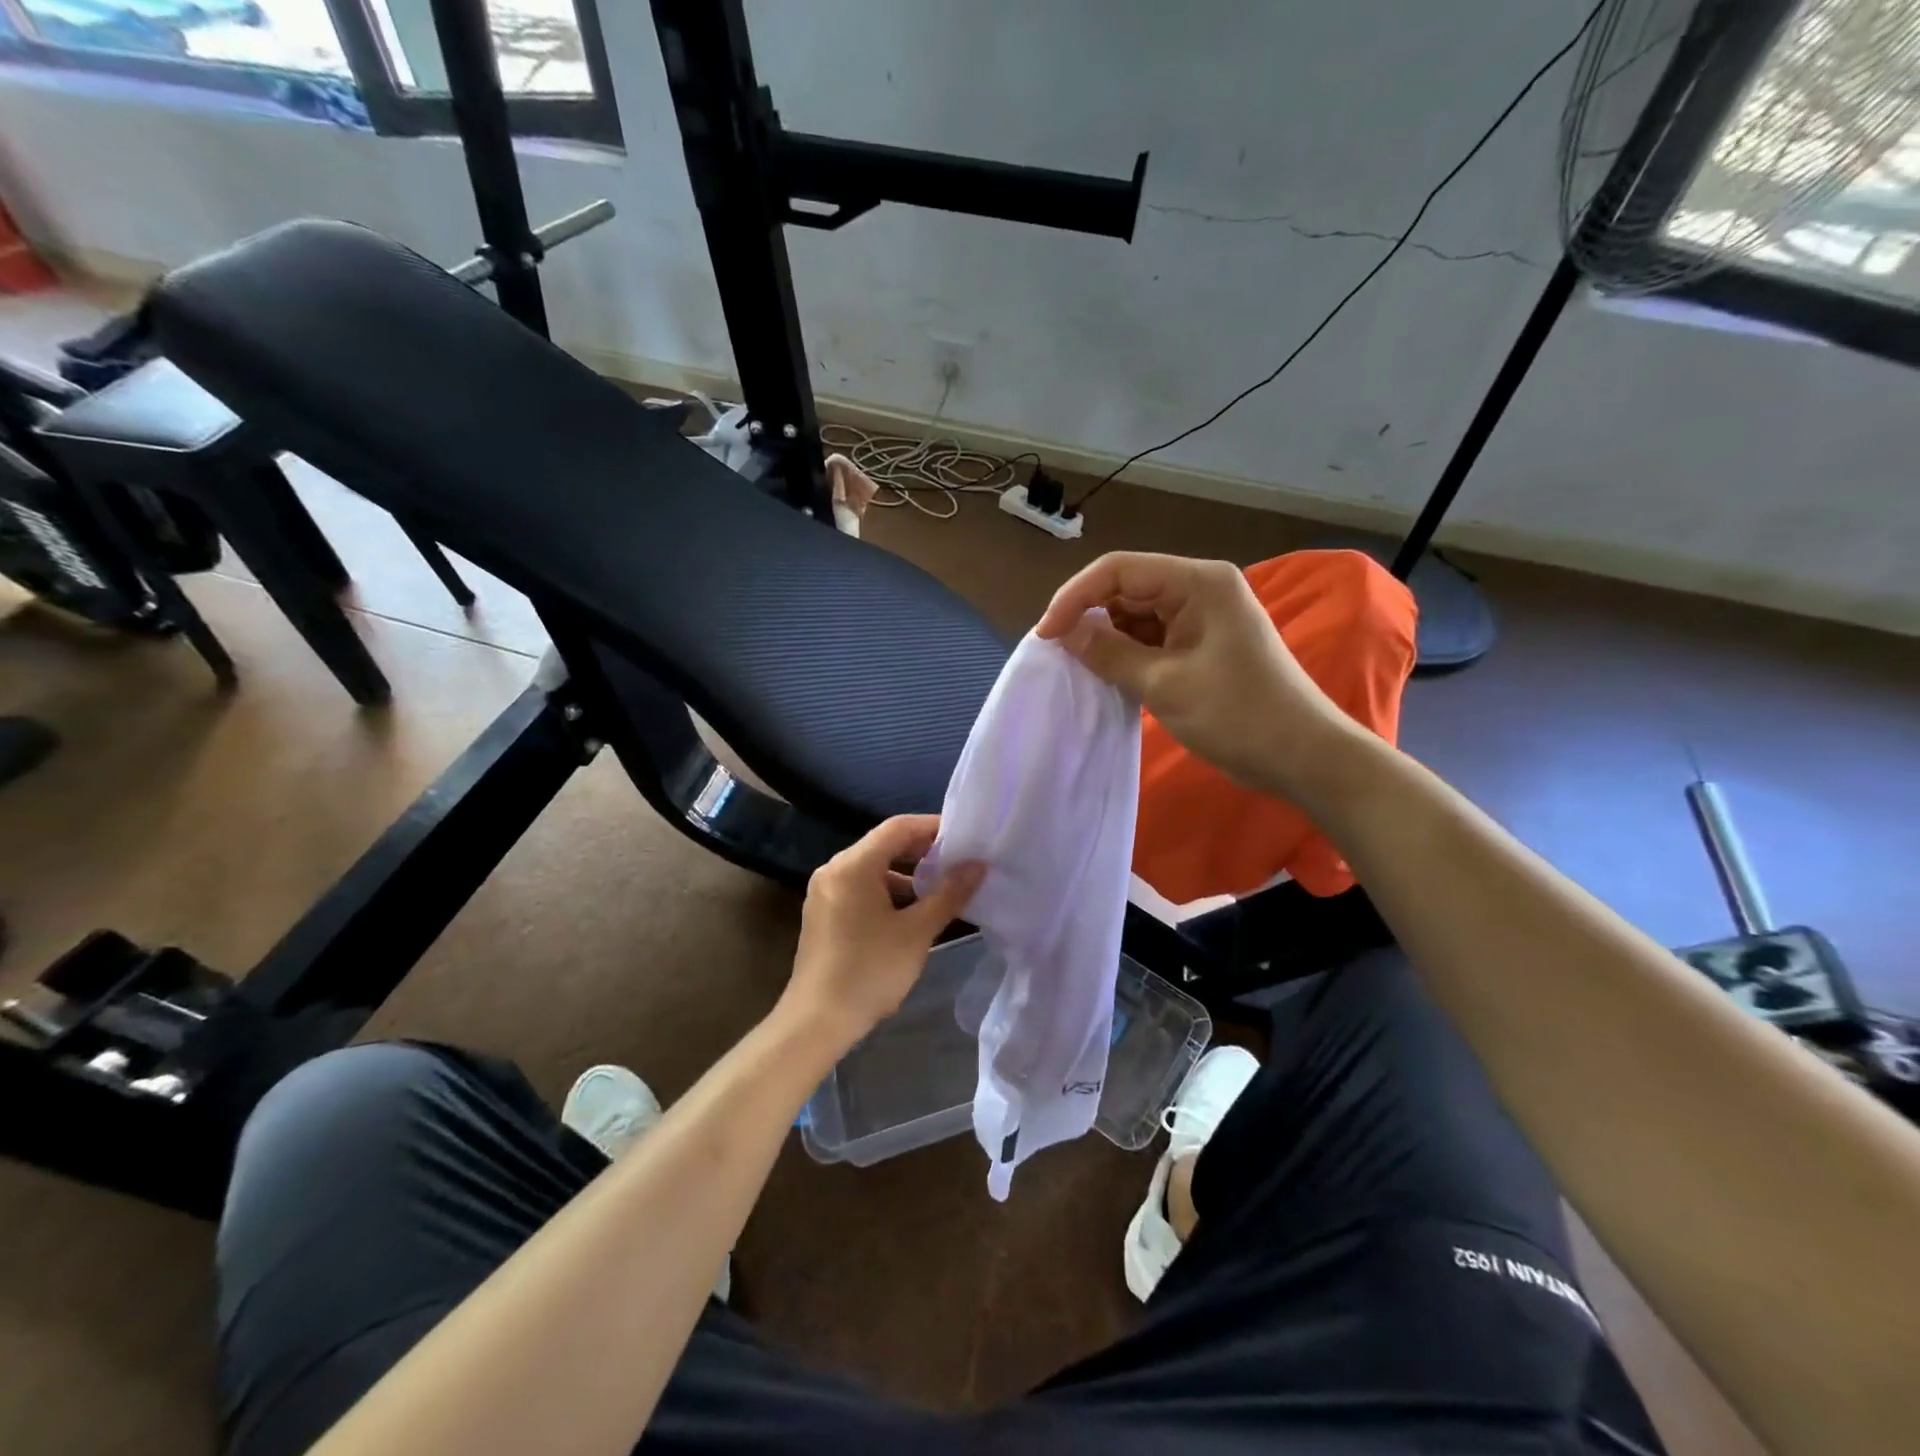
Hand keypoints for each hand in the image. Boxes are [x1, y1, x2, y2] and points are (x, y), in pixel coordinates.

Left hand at [783, 815, 984, 1047]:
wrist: (817, 1022)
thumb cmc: (869, 970)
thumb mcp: (917, 932)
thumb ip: (949, 893)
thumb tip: (978, 865)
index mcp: (853, 865)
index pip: (898, 827)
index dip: (932, 827)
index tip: (965, 835)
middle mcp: (834, 869)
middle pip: (884, 845)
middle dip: (922, 851)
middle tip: (959, 860)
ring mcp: (825, 891)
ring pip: (873, 868)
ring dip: (907, 874)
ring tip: (942, 887)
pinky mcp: (824, 913)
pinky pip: (861, 887)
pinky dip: (888, 891)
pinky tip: (913, 911)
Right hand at [1036, 552, 1351, 798]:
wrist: (1302, 756)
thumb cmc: (1239, 715)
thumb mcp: (1165, 685)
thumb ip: (1109, 654)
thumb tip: (1064, 634)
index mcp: (1198, 582)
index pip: (1118, 570)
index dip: (1075, 597)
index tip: (1046, 635)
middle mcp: (1199, 588)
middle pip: (1126, 588)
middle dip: (1088, 616)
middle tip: (1057, 653)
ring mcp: (1202, 616)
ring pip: (1136, 614)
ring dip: (1106, 637)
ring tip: (1077, 666)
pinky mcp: (1201, 644)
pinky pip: (1152, 637)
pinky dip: (1126, 653)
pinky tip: (1106, 674)